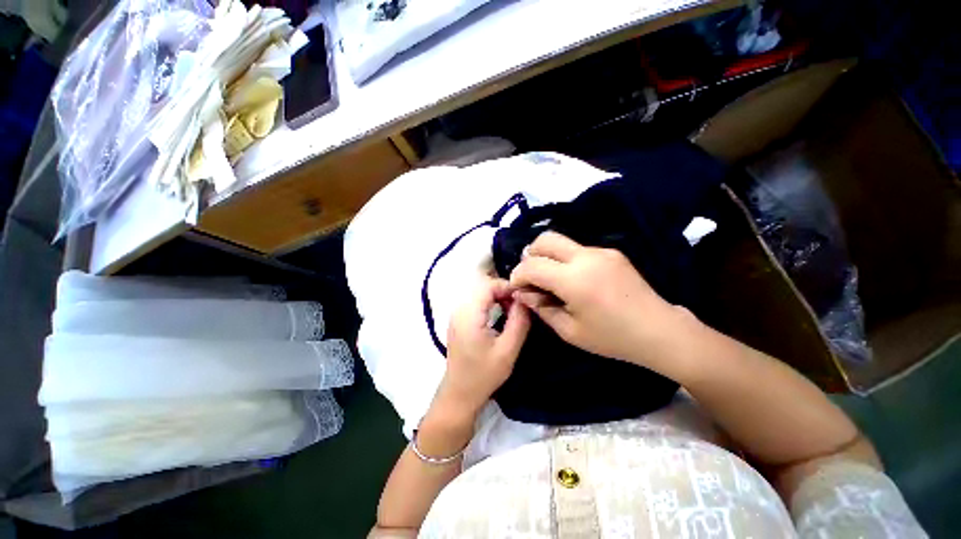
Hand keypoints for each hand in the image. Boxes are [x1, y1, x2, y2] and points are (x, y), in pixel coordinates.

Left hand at [432, 278, 530, 423]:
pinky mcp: (458, 320)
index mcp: (469, 314)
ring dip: (497, 297)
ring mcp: (456, 314)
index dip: (508, 287)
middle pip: (483, 286)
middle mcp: (459, 309)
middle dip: (504, 291)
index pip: (488, 285)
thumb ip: (519, 321)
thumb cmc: (484, 375)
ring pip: (479, 293)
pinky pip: (475, 301)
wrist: (459, 394)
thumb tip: (525, 299)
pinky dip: (490, 303)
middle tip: (520, 306)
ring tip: (512, 311)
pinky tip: (500, 316)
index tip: (524, 298)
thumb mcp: (508, 350)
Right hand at [509, 232, 698, 375]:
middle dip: (529, 256)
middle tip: (530, 277)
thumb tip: (523, 293)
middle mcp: (586, 257)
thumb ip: (541, 308)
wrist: (660, 331)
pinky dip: (564, 259)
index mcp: (574, 280)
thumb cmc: (612, 338)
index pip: (532, 265)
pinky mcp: (611, 252)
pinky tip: (572, 279)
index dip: (517, 275)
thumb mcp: (569, 331)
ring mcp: (600, 251)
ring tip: (549, 279)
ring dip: (547, 256)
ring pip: (560, 241)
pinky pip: (577, 249)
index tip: (516, 288)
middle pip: (545, 239)